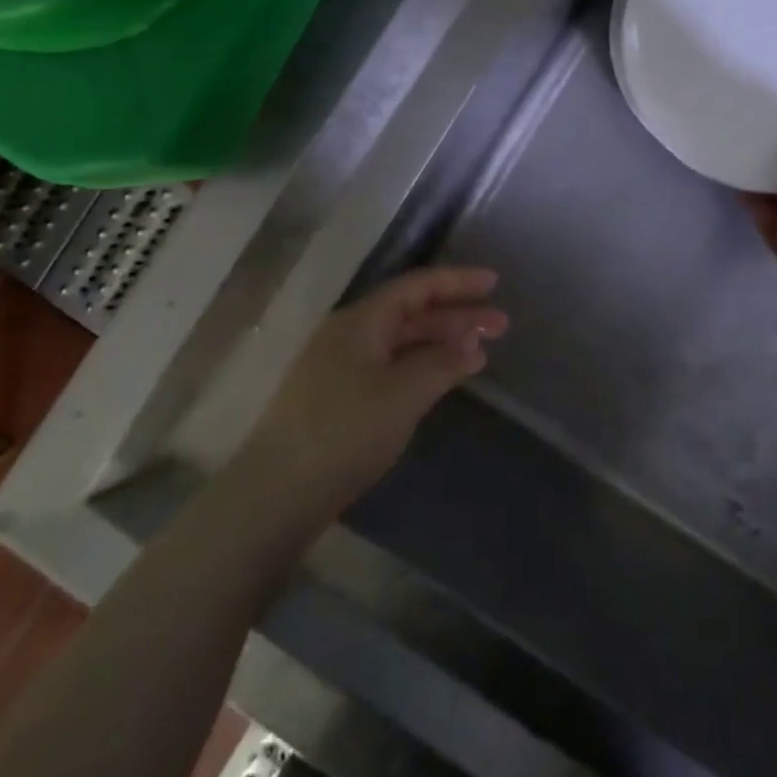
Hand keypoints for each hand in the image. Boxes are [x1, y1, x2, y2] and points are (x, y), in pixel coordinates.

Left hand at [241, 267, 507, 515]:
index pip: (417, 286)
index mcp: (362, 319)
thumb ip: (442, 363)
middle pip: (411, 311)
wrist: (275, 494)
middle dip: (456, 315)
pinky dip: (420, 365)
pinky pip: (389, 364)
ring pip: (400, 340)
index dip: (457, 281)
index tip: (494, 283)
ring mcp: (339, 365)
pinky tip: (439, 380)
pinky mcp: (337, 396)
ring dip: (440, 342)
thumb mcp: (403, 393)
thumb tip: (474, 343)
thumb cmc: (344, 432)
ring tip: (479, 353)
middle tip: (500, 325)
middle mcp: (349, 332)